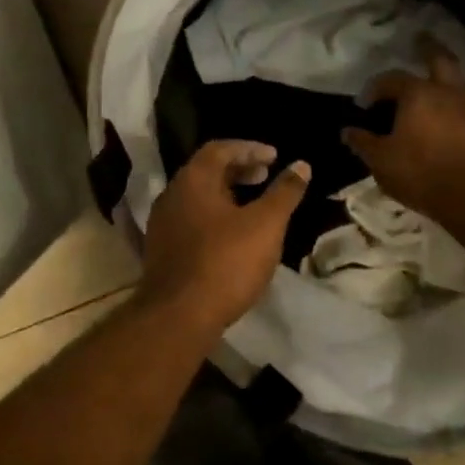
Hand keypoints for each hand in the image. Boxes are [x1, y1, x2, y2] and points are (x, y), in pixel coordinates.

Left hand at [139, 141, 309, 333]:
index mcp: (193, 179)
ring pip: (198, 195)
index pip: (220, 149)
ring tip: (254, 204)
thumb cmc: (225, 262)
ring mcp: (163, 222)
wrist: (178, 316)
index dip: (250, 149)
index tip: (275, 157)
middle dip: (239, 169)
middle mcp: (172, 194)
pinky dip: (215, 214)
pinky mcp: (162, 248)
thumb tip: (302, 165)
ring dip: (227, 193)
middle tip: (266, 175)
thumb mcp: (265, 224)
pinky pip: (192, 218)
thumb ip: (284, 192)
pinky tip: (233, 234)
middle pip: (207, 170)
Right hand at [342, 39, 464, 213]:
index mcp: (417, 93)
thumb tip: (348, 131)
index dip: (375, 88)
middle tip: (421, 40)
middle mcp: (448, 92)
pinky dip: (460, 109)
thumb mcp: (381, 160)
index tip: (365, 104)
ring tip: (437, 87)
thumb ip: (364, 143)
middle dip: (428, 49)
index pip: (391, 79)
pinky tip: (455, 118)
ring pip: (459, 84)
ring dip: (446, 82)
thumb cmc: (421, 172)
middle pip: (440, 60)